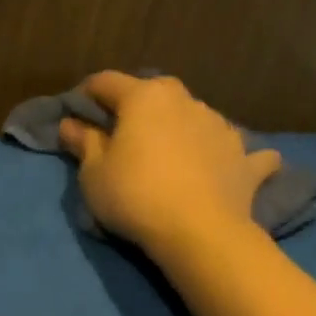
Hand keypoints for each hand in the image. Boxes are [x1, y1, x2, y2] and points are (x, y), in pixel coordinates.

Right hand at [57, 71, 280, 255]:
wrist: (201, 232)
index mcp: (144, 97)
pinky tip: (232, 165)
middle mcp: (185, 100)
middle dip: (137, 108)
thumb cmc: (136, 197)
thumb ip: (84, 143)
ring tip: (170, 155)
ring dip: (181, 128)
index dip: (87, 95)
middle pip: (154, 93)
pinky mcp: (245, 157)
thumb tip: (70, 124)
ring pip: (195, 116)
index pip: (106, 82)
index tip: (77, 115)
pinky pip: (238, 150)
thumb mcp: (95, 174)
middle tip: (124, 135)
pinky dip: (231, 156)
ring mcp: (220, 126)